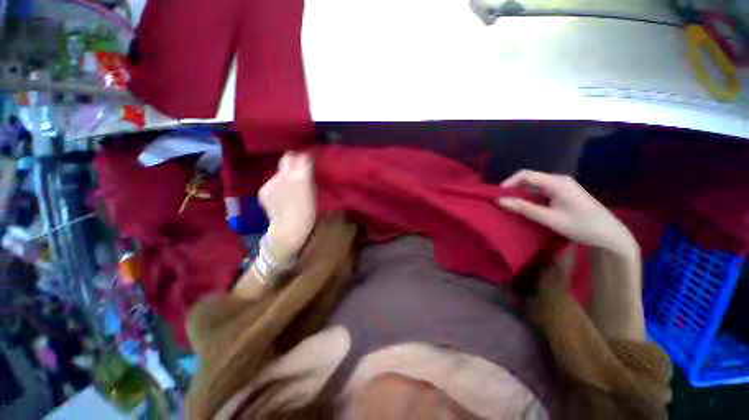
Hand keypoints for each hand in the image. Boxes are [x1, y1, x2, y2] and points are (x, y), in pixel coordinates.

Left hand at [259, 152, 315, 261]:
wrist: (289, 228)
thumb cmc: (308, 212)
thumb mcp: (313, 192)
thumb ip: (308, 176)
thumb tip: (307, 166)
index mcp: (300, 176)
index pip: (302, 156)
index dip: (306, 156)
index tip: (309, 159)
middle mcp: (284, 175)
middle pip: (287, 157)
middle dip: (293, 158)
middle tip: (299, 165)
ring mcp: (271, 182)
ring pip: (279, 171)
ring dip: (285, 174)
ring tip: (290, 187)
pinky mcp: (263, 190)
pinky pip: (272, 182)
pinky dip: (277, 185)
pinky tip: (281, 196)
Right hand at [496, 170, 637, 257]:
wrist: (611, 236)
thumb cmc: (581, 226)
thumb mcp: (550, 218)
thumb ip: (524, 208)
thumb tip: (499, 201)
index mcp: (556, 182)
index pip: (526, 175)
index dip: (508, 183)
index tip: (497, 195)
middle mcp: (559, 180)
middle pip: (529, 178)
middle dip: (513, 188)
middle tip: (502, 202)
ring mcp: (562, 186)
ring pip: (535, 185)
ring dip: (521, 194)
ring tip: (510, 205)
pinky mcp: (564, 193)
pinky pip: (541, 191)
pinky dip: (530, 198)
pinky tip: (526, 207)